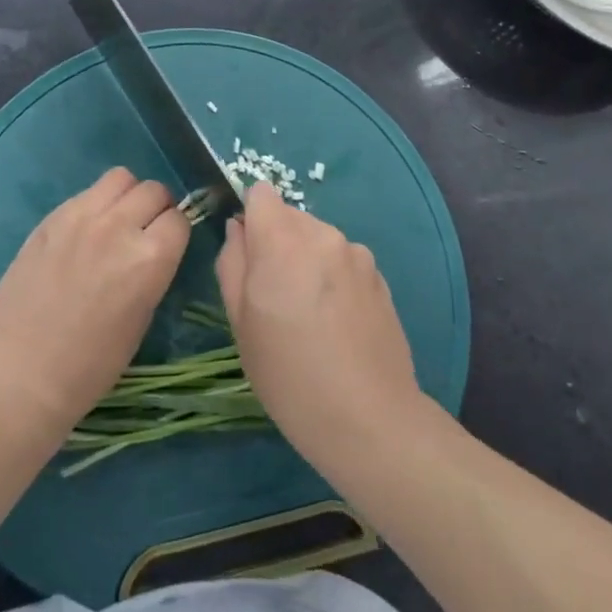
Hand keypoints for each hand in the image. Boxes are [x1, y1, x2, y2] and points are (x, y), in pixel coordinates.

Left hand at [0, 167, 190, 435]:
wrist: (22, 371)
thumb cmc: (91, 364)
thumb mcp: (142, 318)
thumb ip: (153, 270)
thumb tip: (153, 246)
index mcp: (150, 258)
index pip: (179, 219)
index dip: (175, 232)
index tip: (166, 245)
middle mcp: (120, 226)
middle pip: (154, 190)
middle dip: (156, 208)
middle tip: (143, 231)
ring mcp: (82, 216)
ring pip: (120, 178)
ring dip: (126, 196)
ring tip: (115, 221)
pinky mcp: (52, 217)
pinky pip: (86, 192)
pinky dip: (94, 204)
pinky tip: (83, 232)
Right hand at [216, 183, 424, 469]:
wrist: (368, 418)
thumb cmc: (288, 374)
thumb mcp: (240, 322)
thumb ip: (232, 262)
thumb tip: (238, 229)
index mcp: (283, 239)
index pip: (261, 192)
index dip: (250, 216)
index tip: (248, 254)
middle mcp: (323, 233)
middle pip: (289, 216)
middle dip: (277, 242)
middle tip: (274, 297)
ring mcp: (357, 254)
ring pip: (317, 239)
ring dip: (307, 260)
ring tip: (308, 316)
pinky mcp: (379, 276)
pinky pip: (343, 261)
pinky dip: (333, 278)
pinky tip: (336, 324)